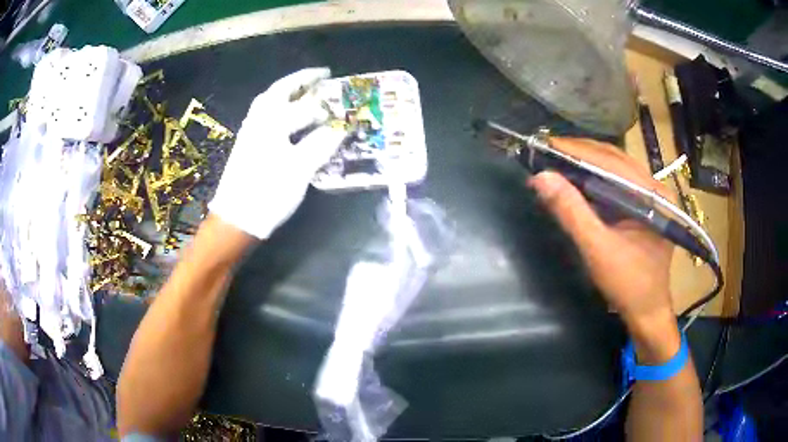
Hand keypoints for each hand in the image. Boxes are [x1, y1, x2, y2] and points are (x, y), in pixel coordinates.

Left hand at [209, 68, 345, 238]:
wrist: (237, 220)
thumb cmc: (268, 193)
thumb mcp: (300, 169)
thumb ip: (321, 144)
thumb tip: (342, 128)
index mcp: (272, 123)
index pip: (305, 106)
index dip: (325, 102)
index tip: (340, 93)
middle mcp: (259, 122)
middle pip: (280, 91)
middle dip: (301, 81)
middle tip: (322, 75)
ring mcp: (250, 133)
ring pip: (268, 102)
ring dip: (286, 91)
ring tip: (304, 90)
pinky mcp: (247, 145)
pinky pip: (264, 115)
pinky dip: (277, 107)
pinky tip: (287, 116)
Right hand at [528, 138, 678, 359]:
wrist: (647, 311)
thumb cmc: (628, 284)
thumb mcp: (597, 250)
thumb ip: (572, 213)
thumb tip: (540, 177)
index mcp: (652, 195)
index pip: (611, 161)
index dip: (577, 151)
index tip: (545, 144)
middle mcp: (654, 187)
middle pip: (614, 158)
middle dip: (580, 152)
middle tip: (547, 150)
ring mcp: (650, 195)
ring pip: (614, 167)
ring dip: (586, 162)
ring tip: (557, 160)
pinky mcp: (643, 205)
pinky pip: (616, 182)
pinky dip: (594, 177)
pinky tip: (576, 178)